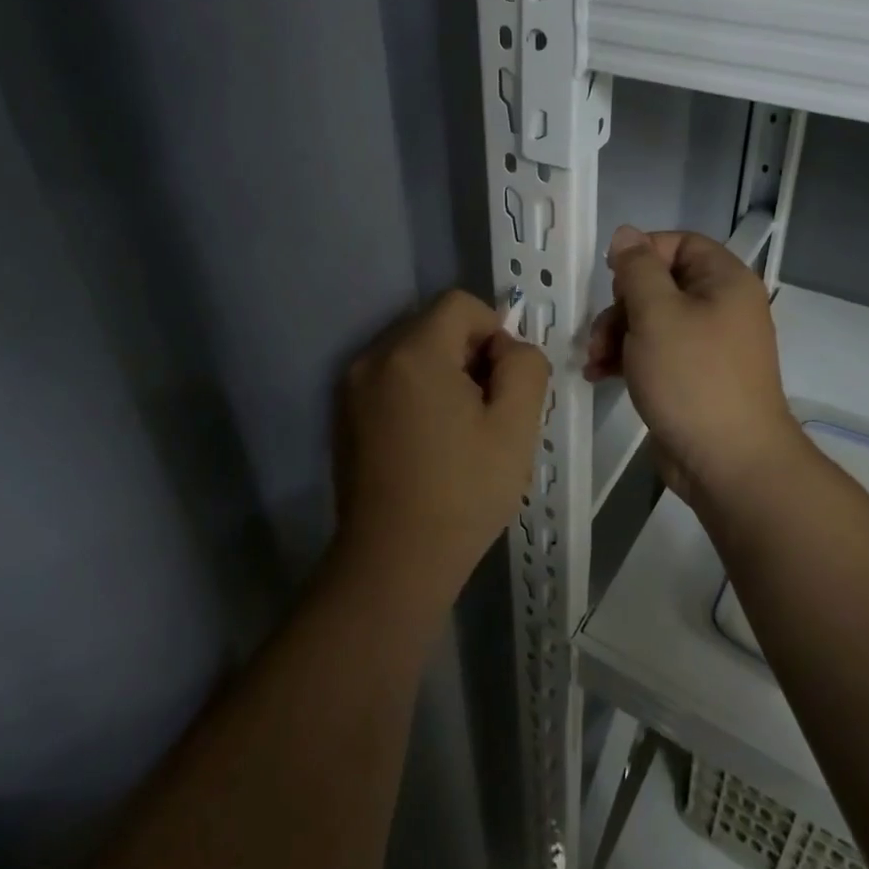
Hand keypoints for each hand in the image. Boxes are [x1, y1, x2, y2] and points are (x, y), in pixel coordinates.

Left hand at [335, 290, 550, 609]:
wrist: (393, 564)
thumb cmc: (461, 493)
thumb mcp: (516, 427)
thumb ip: (525, 367)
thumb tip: (508, 348)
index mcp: (413, 353)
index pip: (460, 304)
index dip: (493, 331)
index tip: (502, 383)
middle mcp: (373, 358)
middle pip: (433, 325)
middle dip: (468, 353)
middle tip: (486, 410)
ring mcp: (351, 388)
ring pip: (412, 353)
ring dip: (442, 374)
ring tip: (458, 430)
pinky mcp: (343, 416)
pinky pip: (390, 380)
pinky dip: (416, 393)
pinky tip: (428, 442)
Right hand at [584, 227, 806, 502]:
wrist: (729, 463)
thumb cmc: (692, 378)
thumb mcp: (656, 314)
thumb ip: (636, 269)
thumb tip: (626, 234)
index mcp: (724, 281)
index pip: (680, 243)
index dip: (642, 253)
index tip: (611, 278)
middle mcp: (721, 307)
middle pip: (660, 284)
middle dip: (620, 306)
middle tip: (601, 332)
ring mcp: (709, 345)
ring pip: (652, 321)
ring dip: (616, 335)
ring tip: (594, 362)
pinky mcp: (694, 377)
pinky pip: (656, 352)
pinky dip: (628, 358)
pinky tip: (600, 375)